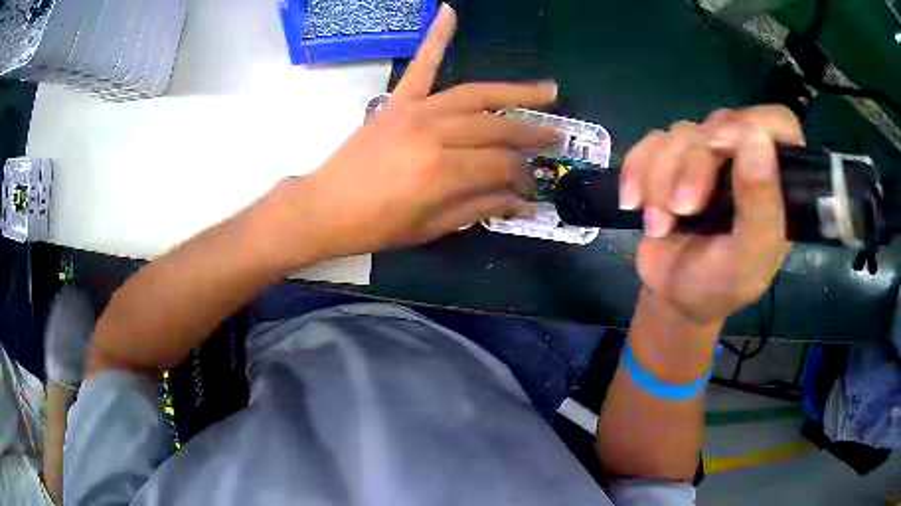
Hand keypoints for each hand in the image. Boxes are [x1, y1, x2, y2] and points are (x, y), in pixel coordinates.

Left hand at [269, 4, 558, 261]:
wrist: (324, 207)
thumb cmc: (376, 226)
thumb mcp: (432, 228)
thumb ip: (479, 208)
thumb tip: (521, 202)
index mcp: (443, 172)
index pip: (501, 165)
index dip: (523, 175)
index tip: (533, 185)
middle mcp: (435, 134)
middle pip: (496, 127)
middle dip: (531, 133)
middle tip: (557, 136)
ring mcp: (415, 111)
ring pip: (475, 94)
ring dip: (515, 91)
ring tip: (547, 90)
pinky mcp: (397, 102)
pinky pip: (421, 65)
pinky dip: (436, 37)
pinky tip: (449, 11)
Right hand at [620, 105, 803, 324]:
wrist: (672, 296)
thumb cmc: (718, 286)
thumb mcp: (747, 260)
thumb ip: (761, 207)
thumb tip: (758, 138)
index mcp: (776, 182)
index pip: (778, 124)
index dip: (753, 125)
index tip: (724, 150)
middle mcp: (745, 160)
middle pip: (721, 125)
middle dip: (694, 165)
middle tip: (683, 209)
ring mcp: (708, 156)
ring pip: (682, 133)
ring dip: (662, 177)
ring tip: (659, 223)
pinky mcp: (673, 157)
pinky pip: (651, 141)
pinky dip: (637, 170)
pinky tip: (635, 203)